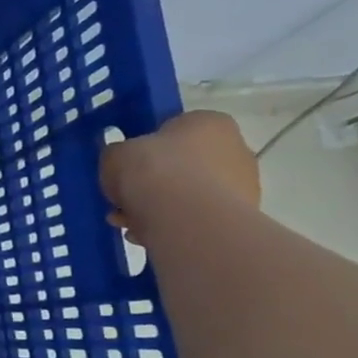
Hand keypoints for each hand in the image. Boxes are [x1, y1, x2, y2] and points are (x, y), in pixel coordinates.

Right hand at [100, 110, 259, 244]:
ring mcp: (241, 185)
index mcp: (208, 122)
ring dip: (156, 207)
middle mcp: (235, 148)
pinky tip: (144, 235)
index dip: (145, 149)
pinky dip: (170, 224)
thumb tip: (123, 163)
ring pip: (186, 194)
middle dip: (152, 183)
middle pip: (182, 165)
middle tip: (124, 198)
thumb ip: (119, 155)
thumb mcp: (115, 154)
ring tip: (126, 223)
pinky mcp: (238, 218)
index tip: (127, 166)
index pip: (173, 130)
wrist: (187, 219)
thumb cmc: (152, 172)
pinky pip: (194, 217)